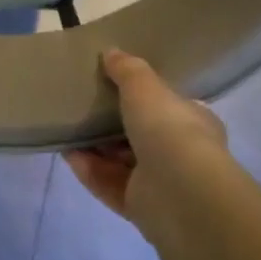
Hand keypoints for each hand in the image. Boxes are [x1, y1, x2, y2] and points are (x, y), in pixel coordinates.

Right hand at [64, 50, 226, 228]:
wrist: (180, 192)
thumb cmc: (170, 130)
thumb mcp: (146, 88)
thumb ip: (127, 70)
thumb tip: (111, 52)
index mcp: (193, 122)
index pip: (168, 107)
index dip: (143, 98)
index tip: (113, 87)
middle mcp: (181, 154)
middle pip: (140, 136)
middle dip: (112, 125)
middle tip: (84, 108)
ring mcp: (161, 184)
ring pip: (122, 162)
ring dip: (95, 148)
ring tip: (68, 130)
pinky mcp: (140, 207)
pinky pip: (109, 184)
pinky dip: (89, 170)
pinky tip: (68, 155)